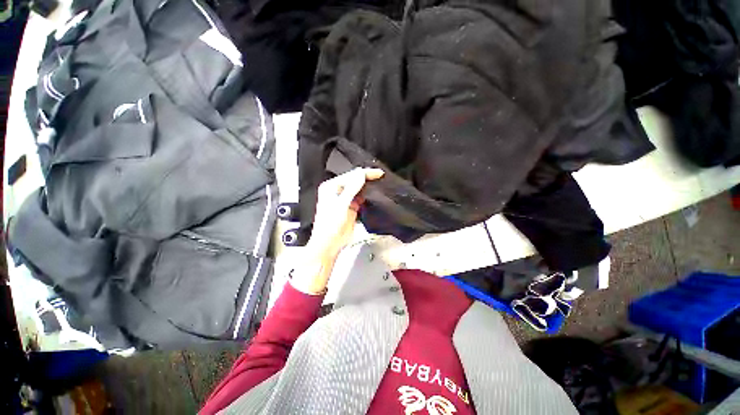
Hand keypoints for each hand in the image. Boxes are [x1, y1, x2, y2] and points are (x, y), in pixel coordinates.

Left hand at [290, 168, 383, 294]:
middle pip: (355, 181)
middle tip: (382, 178)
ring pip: (359, 189)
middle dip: (367, 179)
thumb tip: (361, 174)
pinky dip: (368, 197)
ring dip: (369, 187)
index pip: (351, 175)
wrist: (329, 244)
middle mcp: (338, 191)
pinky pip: (361, 199)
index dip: (365, 173)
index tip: (379, 174)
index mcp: (331, 187)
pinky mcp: (351, 208)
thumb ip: (351, 189)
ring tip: (381, 184)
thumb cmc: (330, 225)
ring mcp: (345, 199)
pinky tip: (376, 195)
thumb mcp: (341, 205)